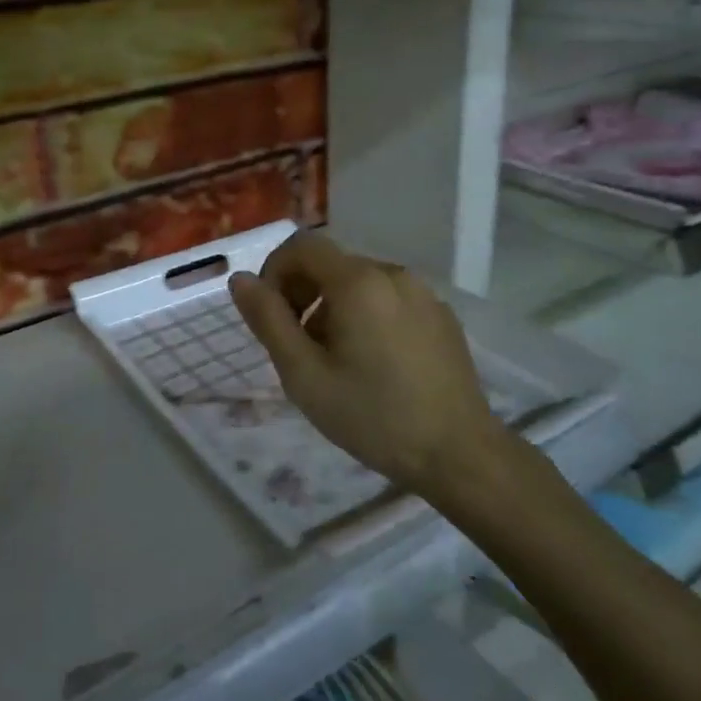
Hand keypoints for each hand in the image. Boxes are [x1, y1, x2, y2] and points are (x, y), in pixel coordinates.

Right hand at [229, 231, 501, 494]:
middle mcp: (393, 273)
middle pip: (331, 264)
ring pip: (360, 282)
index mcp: (359, 282)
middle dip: (302, 294)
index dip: (275, 272)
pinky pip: (389, 299)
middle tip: (298, 346)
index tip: (272, 317)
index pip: (302, 246)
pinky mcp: (441, 315)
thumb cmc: (373, 416)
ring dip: (333, 308)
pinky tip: (375, 365)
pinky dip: (367, 316)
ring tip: (336, 361)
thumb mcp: (304, 375)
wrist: (459, 454)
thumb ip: (268, 320)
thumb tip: (240, 279)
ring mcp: (423, 293)